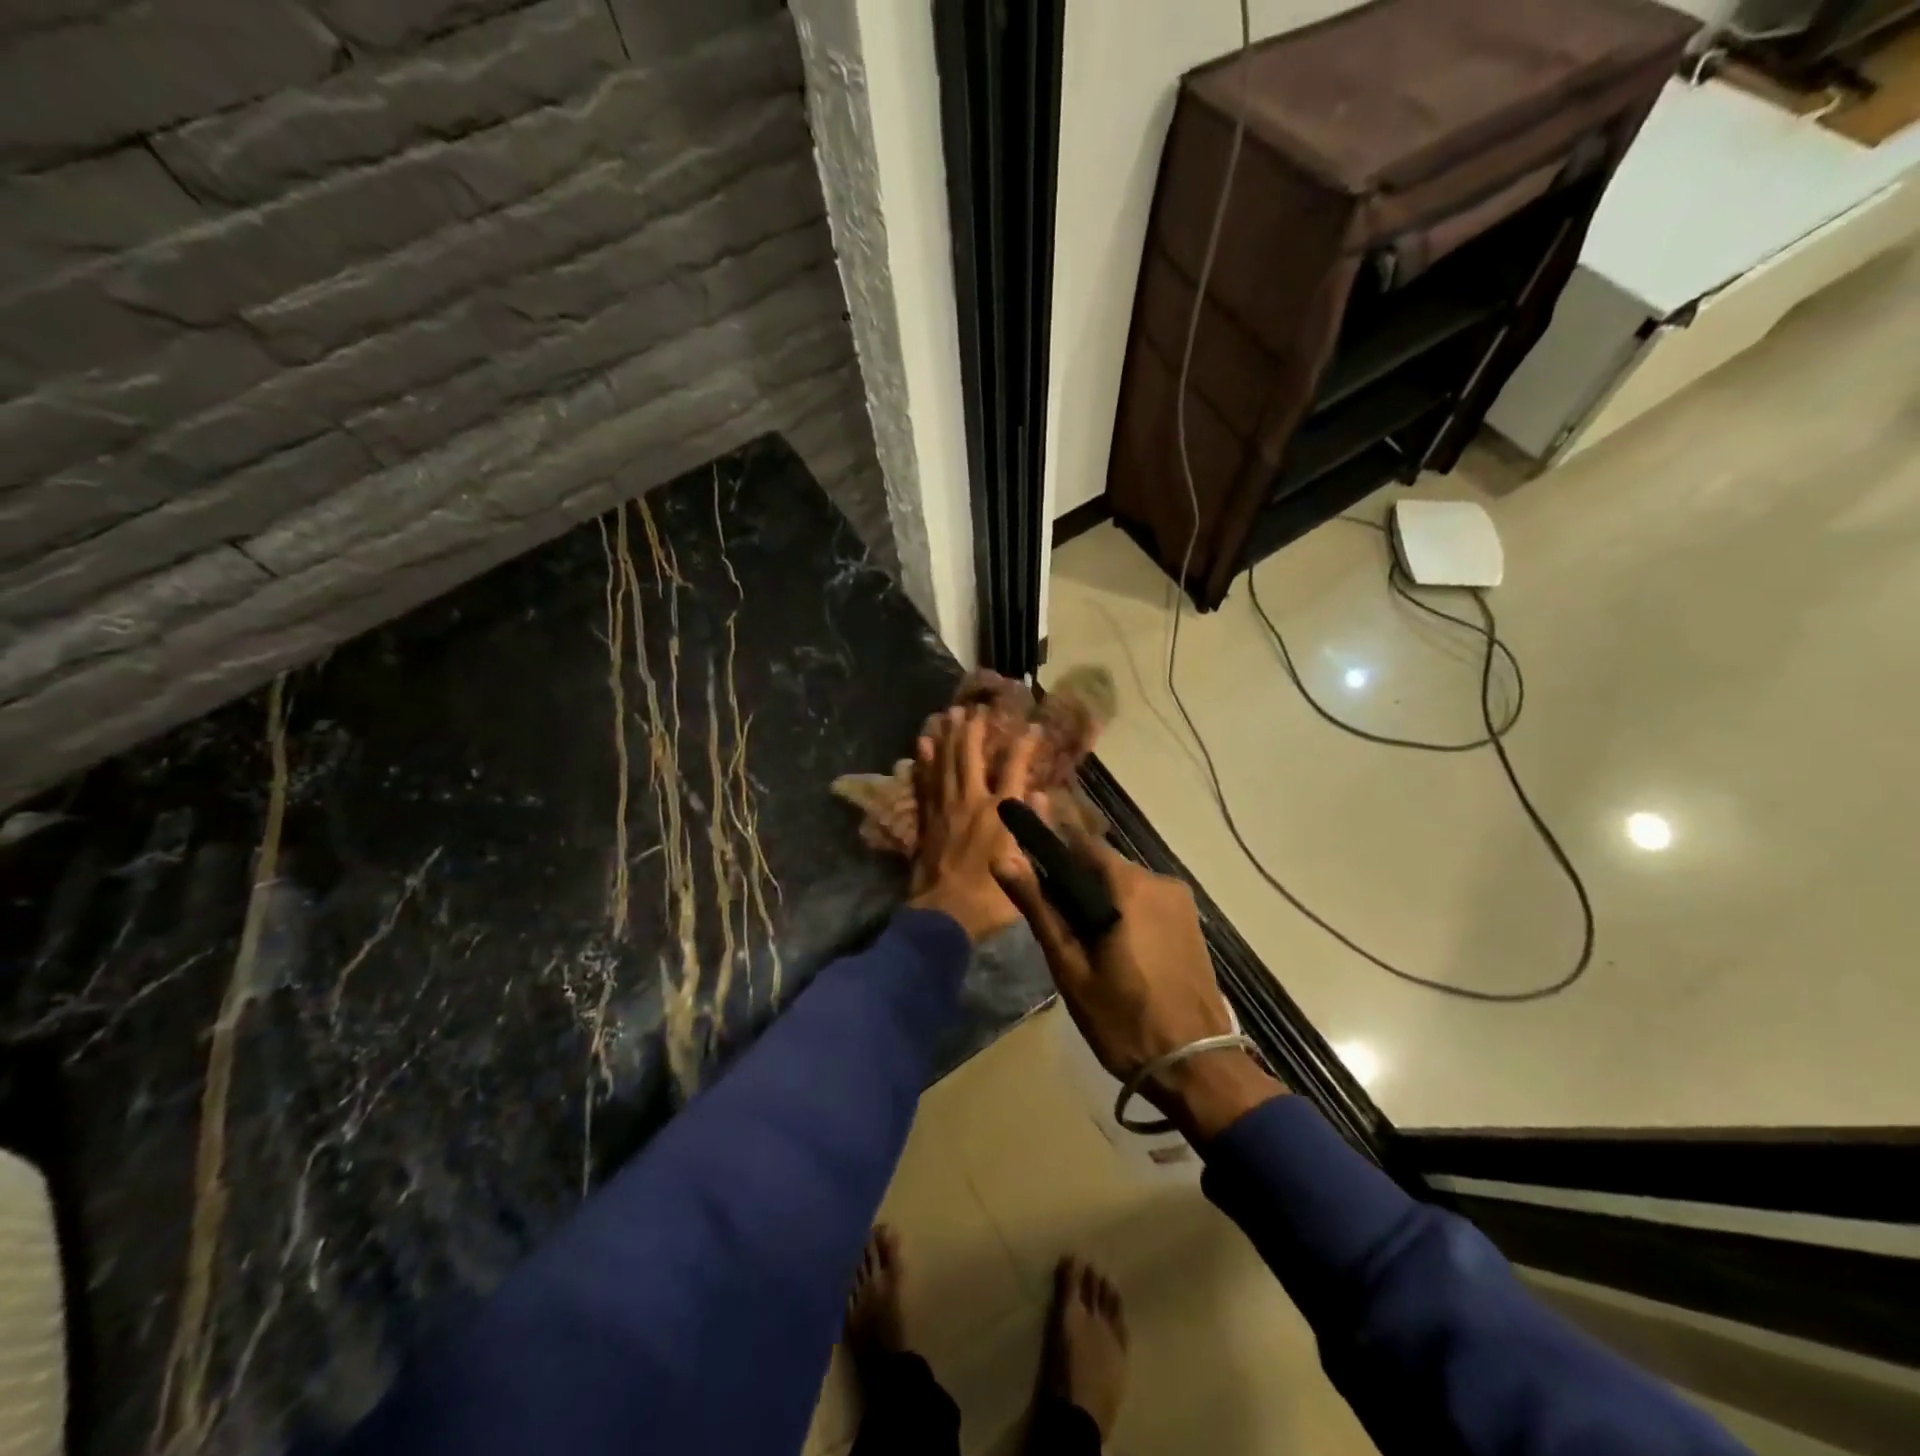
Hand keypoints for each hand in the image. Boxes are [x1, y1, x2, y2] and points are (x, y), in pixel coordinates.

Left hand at [908, 708, 1037, 942]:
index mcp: (999, 813)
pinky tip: (923, 747)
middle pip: (969, 757)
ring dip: (947, 738)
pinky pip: (924, 784)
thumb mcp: (1024, 865)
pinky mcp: (927, 821)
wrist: (944, 915)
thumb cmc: (991, 896)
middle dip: (973, 731)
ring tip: (948, 715)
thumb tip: (1038, 795)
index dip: (1024, 747)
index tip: (1032, 728)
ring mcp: (945, 809)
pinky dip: (924, 764)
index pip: (1014, 769)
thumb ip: (1031, 828)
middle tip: (974, 709)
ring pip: (944, 764)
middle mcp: (971, 802)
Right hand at [1001, 827, 1283, 1138]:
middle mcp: (1159, 881)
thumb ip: (1039, 908)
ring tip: (1073, 932)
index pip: (1080, 842)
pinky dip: (1120, 908)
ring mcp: (1180, 902)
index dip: (1050, 832)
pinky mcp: (1190, 923)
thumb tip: (1003, 860)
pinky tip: (1107, 939)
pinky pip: (1144, 900)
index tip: (1026, 820)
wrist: (1197, 1068)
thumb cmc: (1124, 1019)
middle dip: (1072, 874)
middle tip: (1043, 901)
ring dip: (1097, 894)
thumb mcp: (1071, 967)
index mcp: (1129, 886)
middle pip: (1103, 864)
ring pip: (1124, 884)